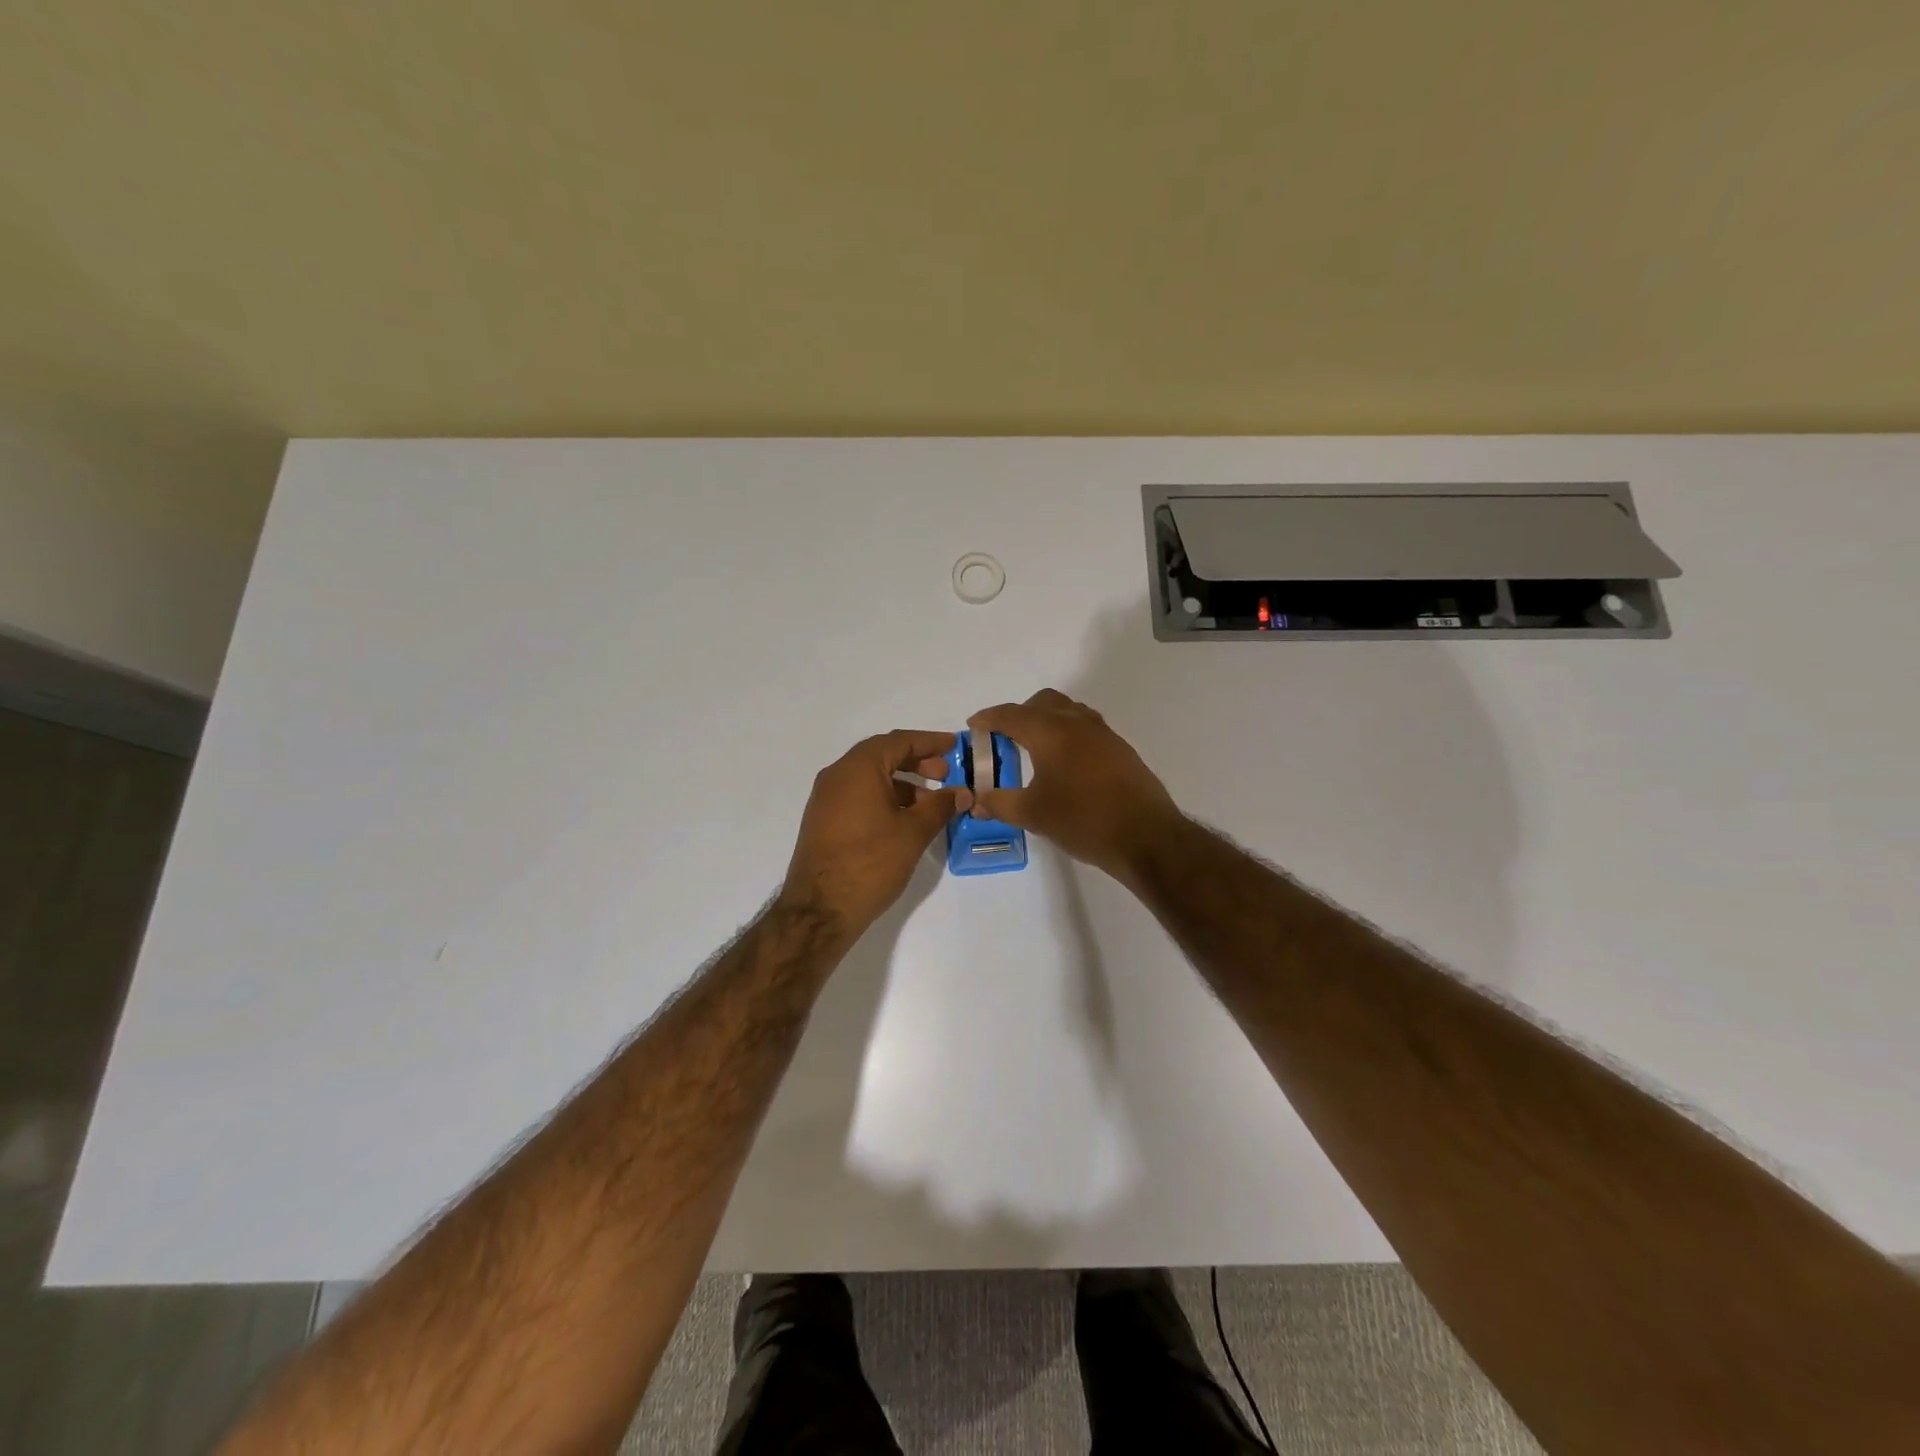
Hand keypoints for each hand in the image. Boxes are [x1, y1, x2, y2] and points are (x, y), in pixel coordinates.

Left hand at [779, 730, 972, 937]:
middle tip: (945, 774)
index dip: (929, 741)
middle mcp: (837, 775)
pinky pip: (858, 795)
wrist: (820, 909)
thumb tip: (962, 792)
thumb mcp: (913, 832)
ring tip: (931, 803)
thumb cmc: (871, 863)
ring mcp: (826, 798)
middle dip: (916, 761)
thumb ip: (940, 806)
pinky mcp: (823, 820)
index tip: (954, 746)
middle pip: (882, 755)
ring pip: (870, 777)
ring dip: (902, 783)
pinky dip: (884, 797)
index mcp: (858, 768)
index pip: (899, 741)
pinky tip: (905, 820)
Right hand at [968, 690, 1179, 882]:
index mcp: (1051, 731)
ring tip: (1033, 749)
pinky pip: (1085, 727)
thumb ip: (1000, 803)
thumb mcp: (1033, 815)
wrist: (1146, 836)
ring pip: (1068, 711)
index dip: (988, 718)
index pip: (1011, 714)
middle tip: (1004, 738)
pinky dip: (1067, 734)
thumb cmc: (1083, 820)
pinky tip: (1064, 764)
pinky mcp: (1119, 749)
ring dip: (1046, 721)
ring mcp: (1103, 733)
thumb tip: (977, 800)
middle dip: (1019, 714)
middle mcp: (1077, 722)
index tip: (973, 725)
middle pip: (1042, 703)